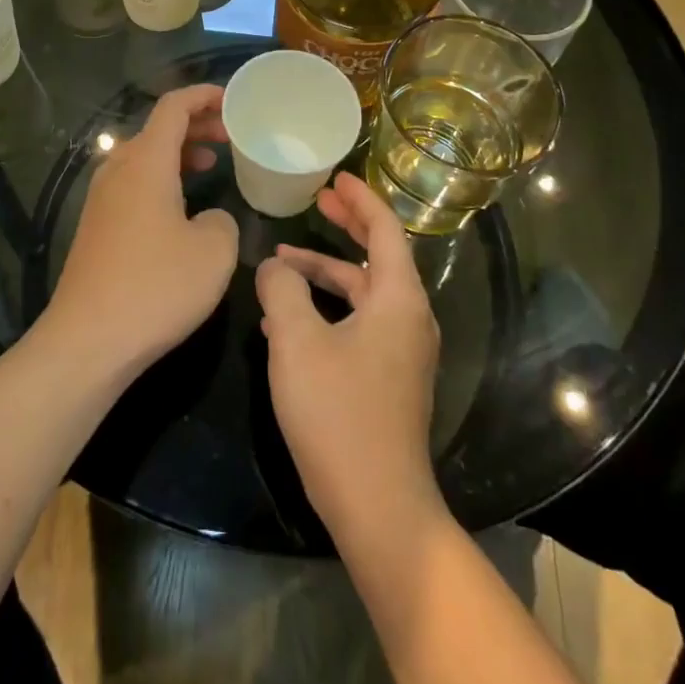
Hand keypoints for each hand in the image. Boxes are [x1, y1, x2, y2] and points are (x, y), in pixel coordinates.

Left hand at [43, 84, 239, 383]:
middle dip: (196, 123)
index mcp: (146, 161)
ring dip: (178, 151)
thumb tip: (208, 219)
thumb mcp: (214, 250)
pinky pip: (133, 182)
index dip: (204, 95)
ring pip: (144, 156)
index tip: (233, 100)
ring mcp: (102, 198)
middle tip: (230, 134)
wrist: (87, 341)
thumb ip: (222, 220)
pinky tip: (180, 206)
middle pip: (157, 128)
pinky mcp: (96, 226)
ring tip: (211, 161)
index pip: (173, 106)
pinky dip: (161, 177)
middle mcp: (118, 169)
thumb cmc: (157, 286)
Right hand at [255, 173, 442, 541]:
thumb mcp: (296, 341)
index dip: (360, 199)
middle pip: (378, 255)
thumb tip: (274, 266)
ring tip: (281, 264)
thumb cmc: (338, 413)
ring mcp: (403, 350)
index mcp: (398, 298)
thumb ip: (282, 290)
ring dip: (326, 272)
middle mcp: (410, 317)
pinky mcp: (390, 377)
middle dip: (347, 225)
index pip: (385, 229)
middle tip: (317, 201)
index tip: (335, 177)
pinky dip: (330, 307)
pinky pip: (361, 321)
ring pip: (363, 292)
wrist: (378, 506)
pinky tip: (290, 316)